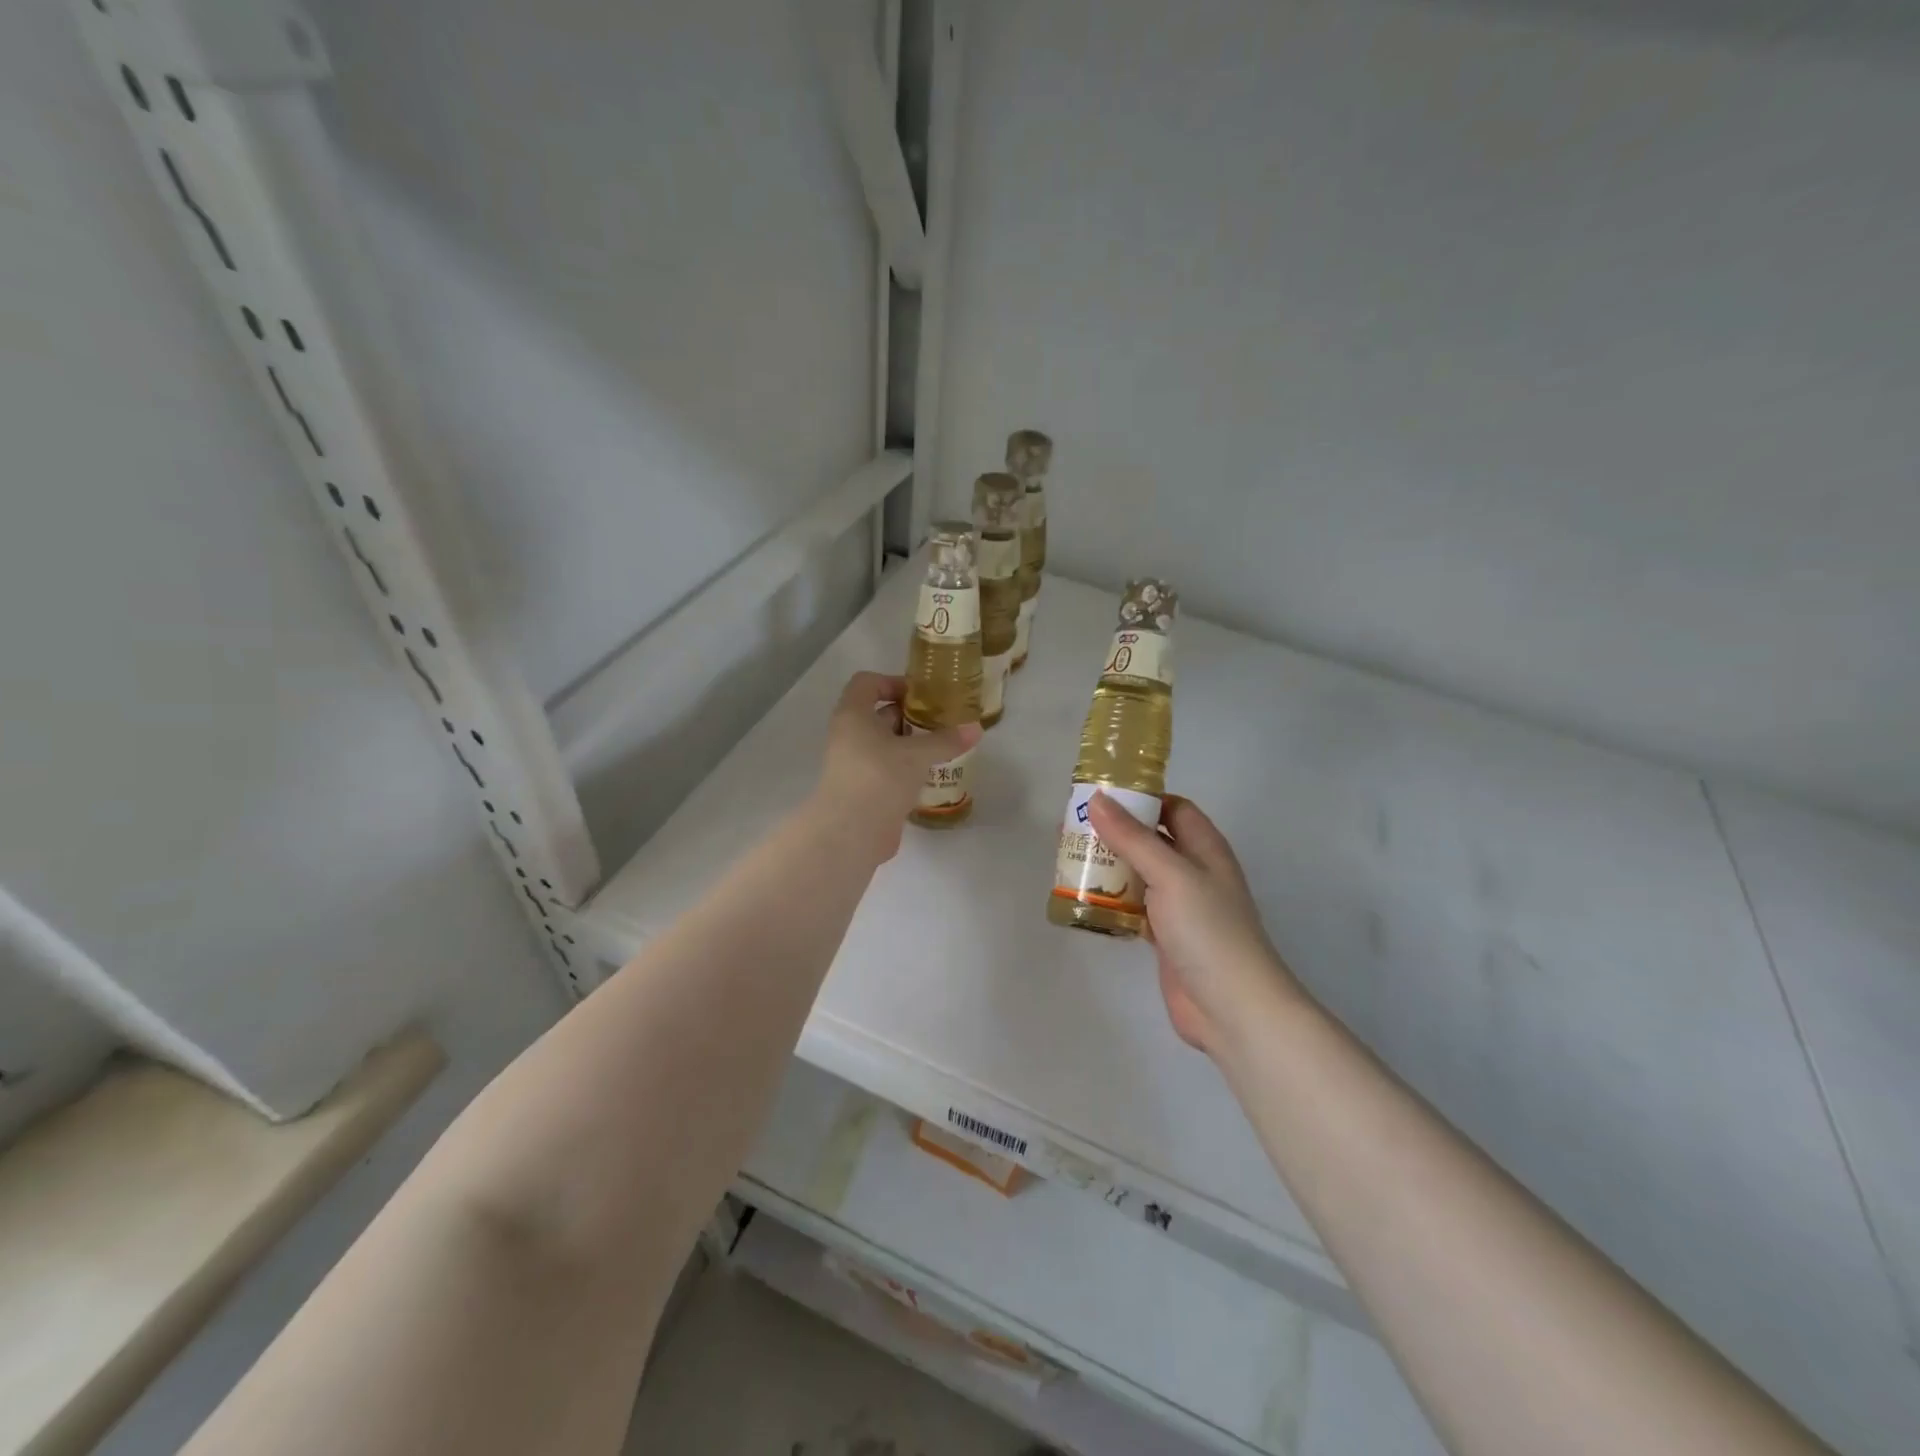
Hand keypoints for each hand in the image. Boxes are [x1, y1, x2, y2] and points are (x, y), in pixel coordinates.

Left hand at [813, 672, 979, 860]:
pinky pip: (886, 770)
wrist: (851, 833)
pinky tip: (931, 776)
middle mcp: (849, 736)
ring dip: (911, 745)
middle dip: (910, 716)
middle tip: (942, 723)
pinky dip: (906, 769)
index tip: (922, 695)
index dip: (893, 682)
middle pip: (879, 714)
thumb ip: (946, 740)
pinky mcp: (863, 790)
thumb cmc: (879, 777)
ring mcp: (854, 765)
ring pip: (884, 745)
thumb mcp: (917, 754)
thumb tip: (975, 728)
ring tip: (943, 749)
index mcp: (853, 715)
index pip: (867, 683)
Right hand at [1085, 793, 1303, 1055]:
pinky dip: (1113, 901)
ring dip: (1111, 866)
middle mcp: (1194, 872)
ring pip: (1140, 874)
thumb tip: (1097, 799)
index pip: (1173, 808)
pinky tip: (1085, 899)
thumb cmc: (1207, 930)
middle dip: (1116, 832)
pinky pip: (1135, 907)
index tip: (1100, 796)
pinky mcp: (1167, 937)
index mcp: (1205, 848)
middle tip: (1072, 828)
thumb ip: (1133, 837)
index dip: (1142, 798)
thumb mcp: (1170, 874)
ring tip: (1070, 859)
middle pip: (1152, 839)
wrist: (1232, 1007)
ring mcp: (1181, 907)